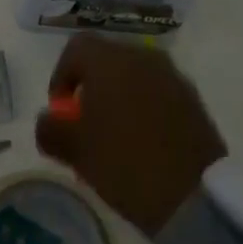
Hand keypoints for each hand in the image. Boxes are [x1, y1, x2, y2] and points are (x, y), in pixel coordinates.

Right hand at [35, 34, 225, 235]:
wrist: (194, 195)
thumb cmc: (125, 163)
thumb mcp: (76, 151)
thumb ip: (51, 129)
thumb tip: (48, 120)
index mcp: (110, 61)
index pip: (76, 48)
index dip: (61, 74)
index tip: (60, 109)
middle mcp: (141, 57)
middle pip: (106, 59)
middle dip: (91, 86)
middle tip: (86, 123)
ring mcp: (171, 76)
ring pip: (134, 75)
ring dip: (119, 96)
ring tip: (115, 135)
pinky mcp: (192, 99)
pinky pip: (157, 92)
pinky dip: (144, 107)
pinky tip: (143, 141)